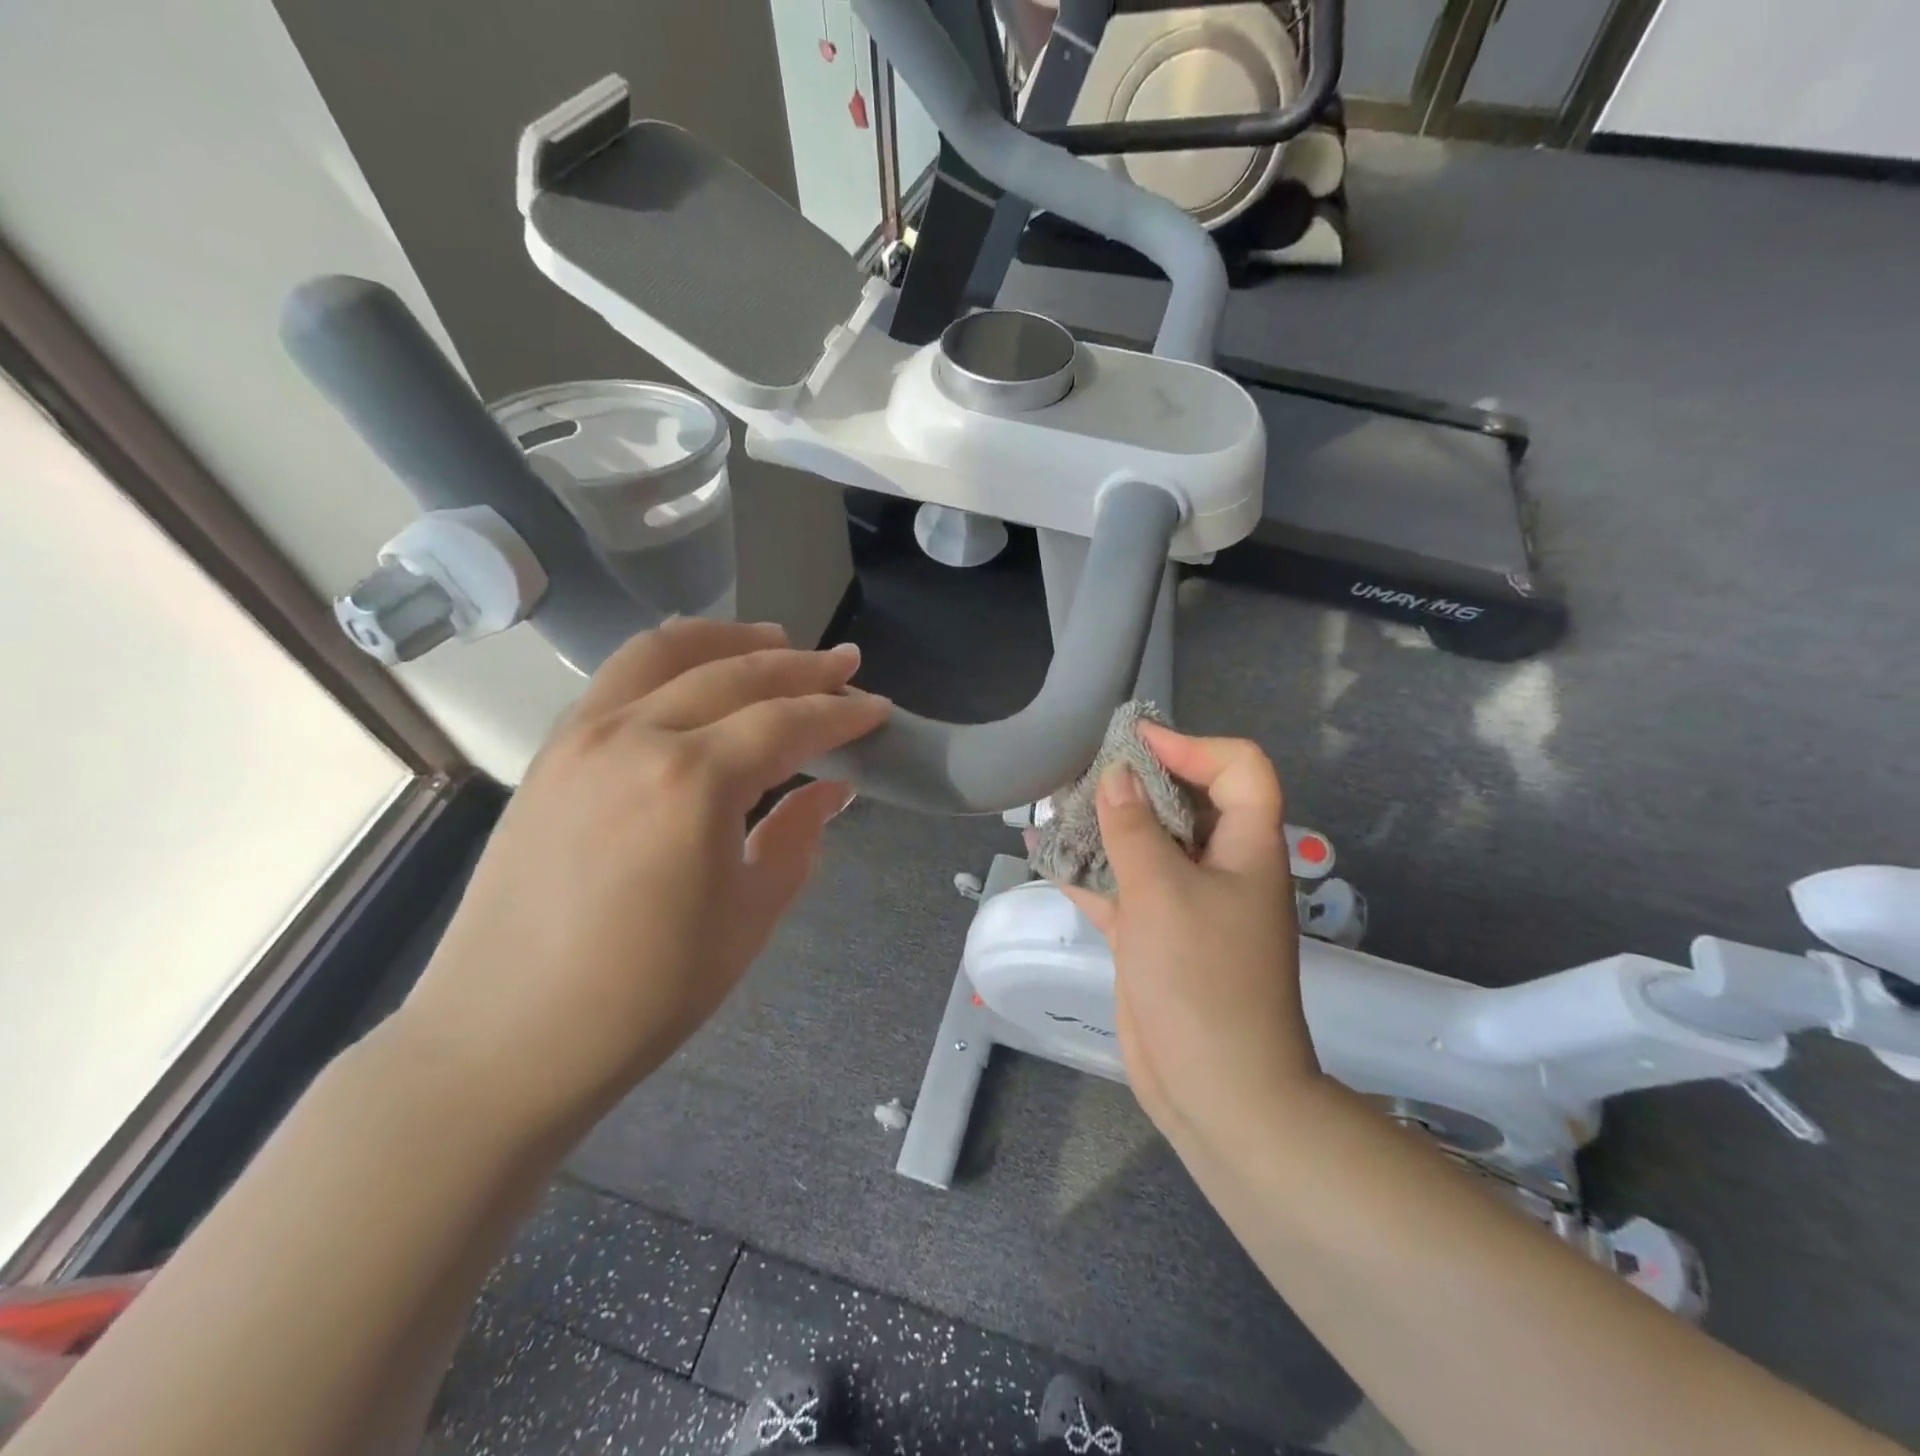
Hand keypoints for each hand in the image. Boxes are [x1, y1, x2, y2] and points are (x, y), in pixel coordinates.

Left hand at [390, 618, 889, 1133]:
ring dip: (729, 639)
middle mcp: (636, 736)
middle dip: (801, 666)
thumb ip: (798, 838)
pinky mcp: (551, 753)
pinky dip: (669, 658)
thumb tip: (833, 790)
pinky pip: (617, 678)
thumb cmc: (645, 993)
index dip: (840, 714)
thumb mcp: (749, 917)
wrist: (504, 1038)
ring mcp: (582, 737)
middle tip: (845, 665)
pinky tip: (695, 671)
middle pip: (735, 675)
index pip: (787, 723)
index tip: (878, 708)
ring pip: (665, 653)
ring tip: (775, 641)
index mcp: (694, 782)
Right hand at [1059, 726, 1319, 1147]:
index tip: (1133, 743)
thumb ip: (1133, 828)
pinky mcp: (1155, 934)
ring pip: (1146, 844)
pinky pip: (1121, 886)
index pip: (1239, 768)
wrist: (1217, 1090)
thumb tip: (1115, 773)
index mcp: (1246, 847)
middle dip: (1135, 782)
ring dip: (1104, 824)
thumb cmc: (1202, 980)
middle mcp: (1220, 867)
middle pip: (1184, 801)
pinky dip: (1088, 870)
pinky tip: (1044, 854)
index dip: (1192, 745)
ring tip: (1053, 806)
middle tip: (1082, 771)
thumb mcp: (1163, 893)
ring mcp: (1185, 903)